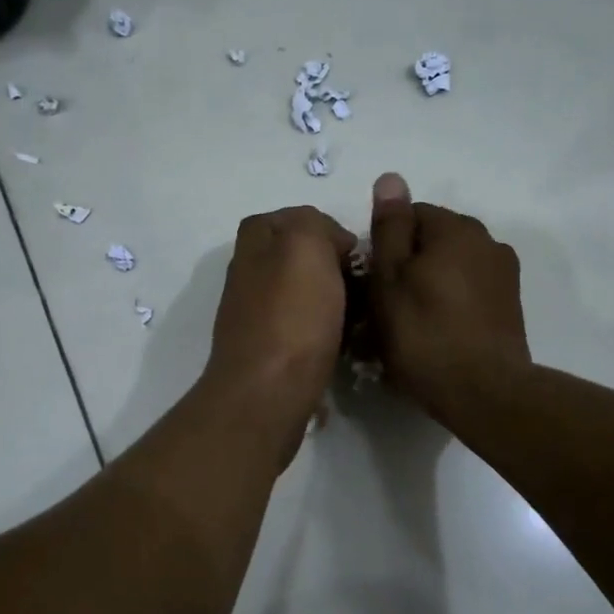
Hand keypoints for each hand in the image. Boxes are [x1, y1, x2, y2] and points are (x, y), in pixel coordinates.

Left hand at [201, 205, 357, 461]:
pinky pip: (306, 330)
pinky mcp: (269, 350)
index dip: (331, 230)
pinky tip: (345, 345)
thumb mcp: (305, 245)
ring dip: (336, 303)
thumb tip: (330, 244)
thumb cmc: (291, 317)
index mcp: (253, 242)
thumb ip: (315, 224)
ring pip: (307, 294)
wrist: (267, 395)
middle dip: (335, 269)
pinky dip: (327, 333)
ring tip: (362, 317)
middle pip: (303, 258)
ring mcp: (256, 313)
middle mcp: (249, 273)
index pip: (298, 218)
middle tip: (365, 286)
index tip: (356, 254)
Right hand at [368, 172, 529, 417]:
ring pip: (452, 267)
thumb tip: (391, 178)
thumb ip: (390, 227)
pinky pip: (470, 291)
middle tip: (387, 306)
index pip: (411, 215)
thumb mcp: (390, 278)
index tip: (375, 281)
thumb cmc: (424, 333)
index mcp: (457, 228)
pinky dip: (452, 303)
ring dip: (431, 284)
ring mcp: (504, 275)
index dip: (387, 246)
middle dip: (410, 264)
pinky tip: (439, 332)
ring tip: (412, 324)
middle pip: (434, 241)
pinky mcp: (510, 306)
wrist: (483, 392)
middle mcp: (488, 241)